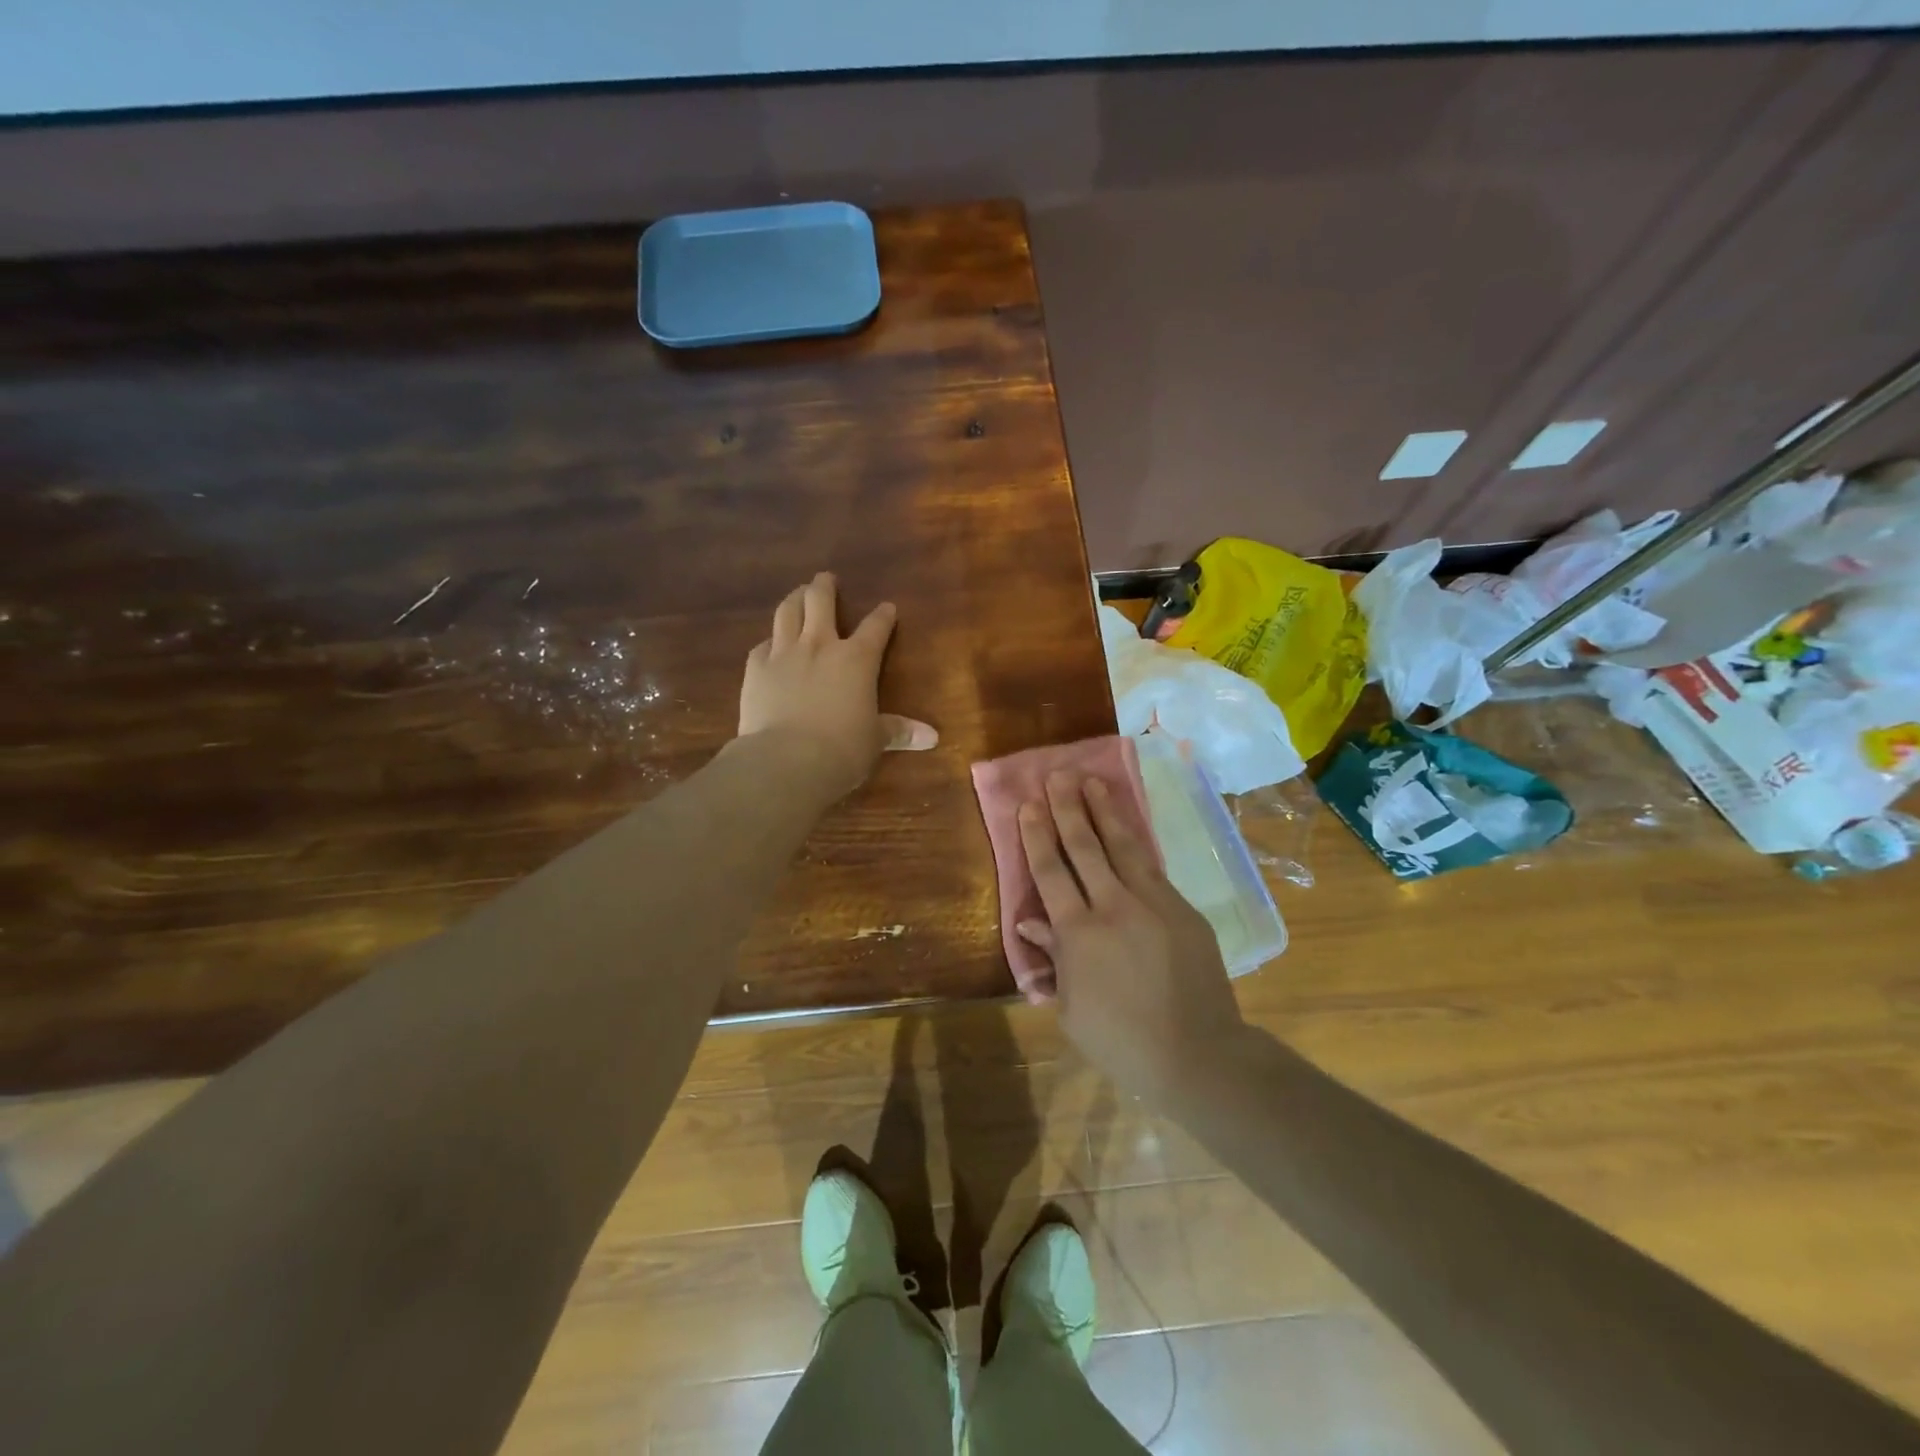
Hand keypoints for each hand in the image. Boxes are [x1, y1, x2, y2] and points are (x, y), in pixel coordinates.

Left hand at [738, 572, 937, 800]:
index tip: (887, 607)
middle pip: (821, 601)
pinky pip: (762, 645)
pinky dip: (769, 641)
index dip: (883, 615)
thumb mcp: (875, 741)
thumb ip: (899, 731)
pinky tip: (770, 644)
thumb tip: (932, 737)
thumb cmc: (843, 750)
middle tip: (826, 579)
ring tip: (798, 594)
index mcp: (857, 659)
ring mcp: (783, 653)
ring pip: (788, 612)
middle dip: (825, 586)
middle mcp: (820, 645)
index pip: (875, 628)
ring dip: (795, 598)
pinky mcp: (755, 669)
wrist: (786, 761)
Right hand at [1016, 772, 1248, 1103]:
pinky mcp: (1182, 909)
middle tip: (1057, 776)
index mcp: (1078, 933)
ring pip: (1123, 846)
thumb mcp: (1071, 1007)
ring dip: (1105, 812)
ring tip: (1092, 782)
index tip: (1029, 805)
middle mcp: (1113, 906)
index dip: (1037, 835)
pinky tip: (1128, 828)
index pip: (1050, 871)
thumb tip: (1031, 919)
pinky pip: (1152, 868)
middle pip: (1084, 846)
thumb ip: (1052, 957)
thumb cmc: (1121, 1041)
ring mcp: (1153, 903)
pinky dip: (1136, 843)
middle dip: (1068, 808)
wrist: (1196, 1054)